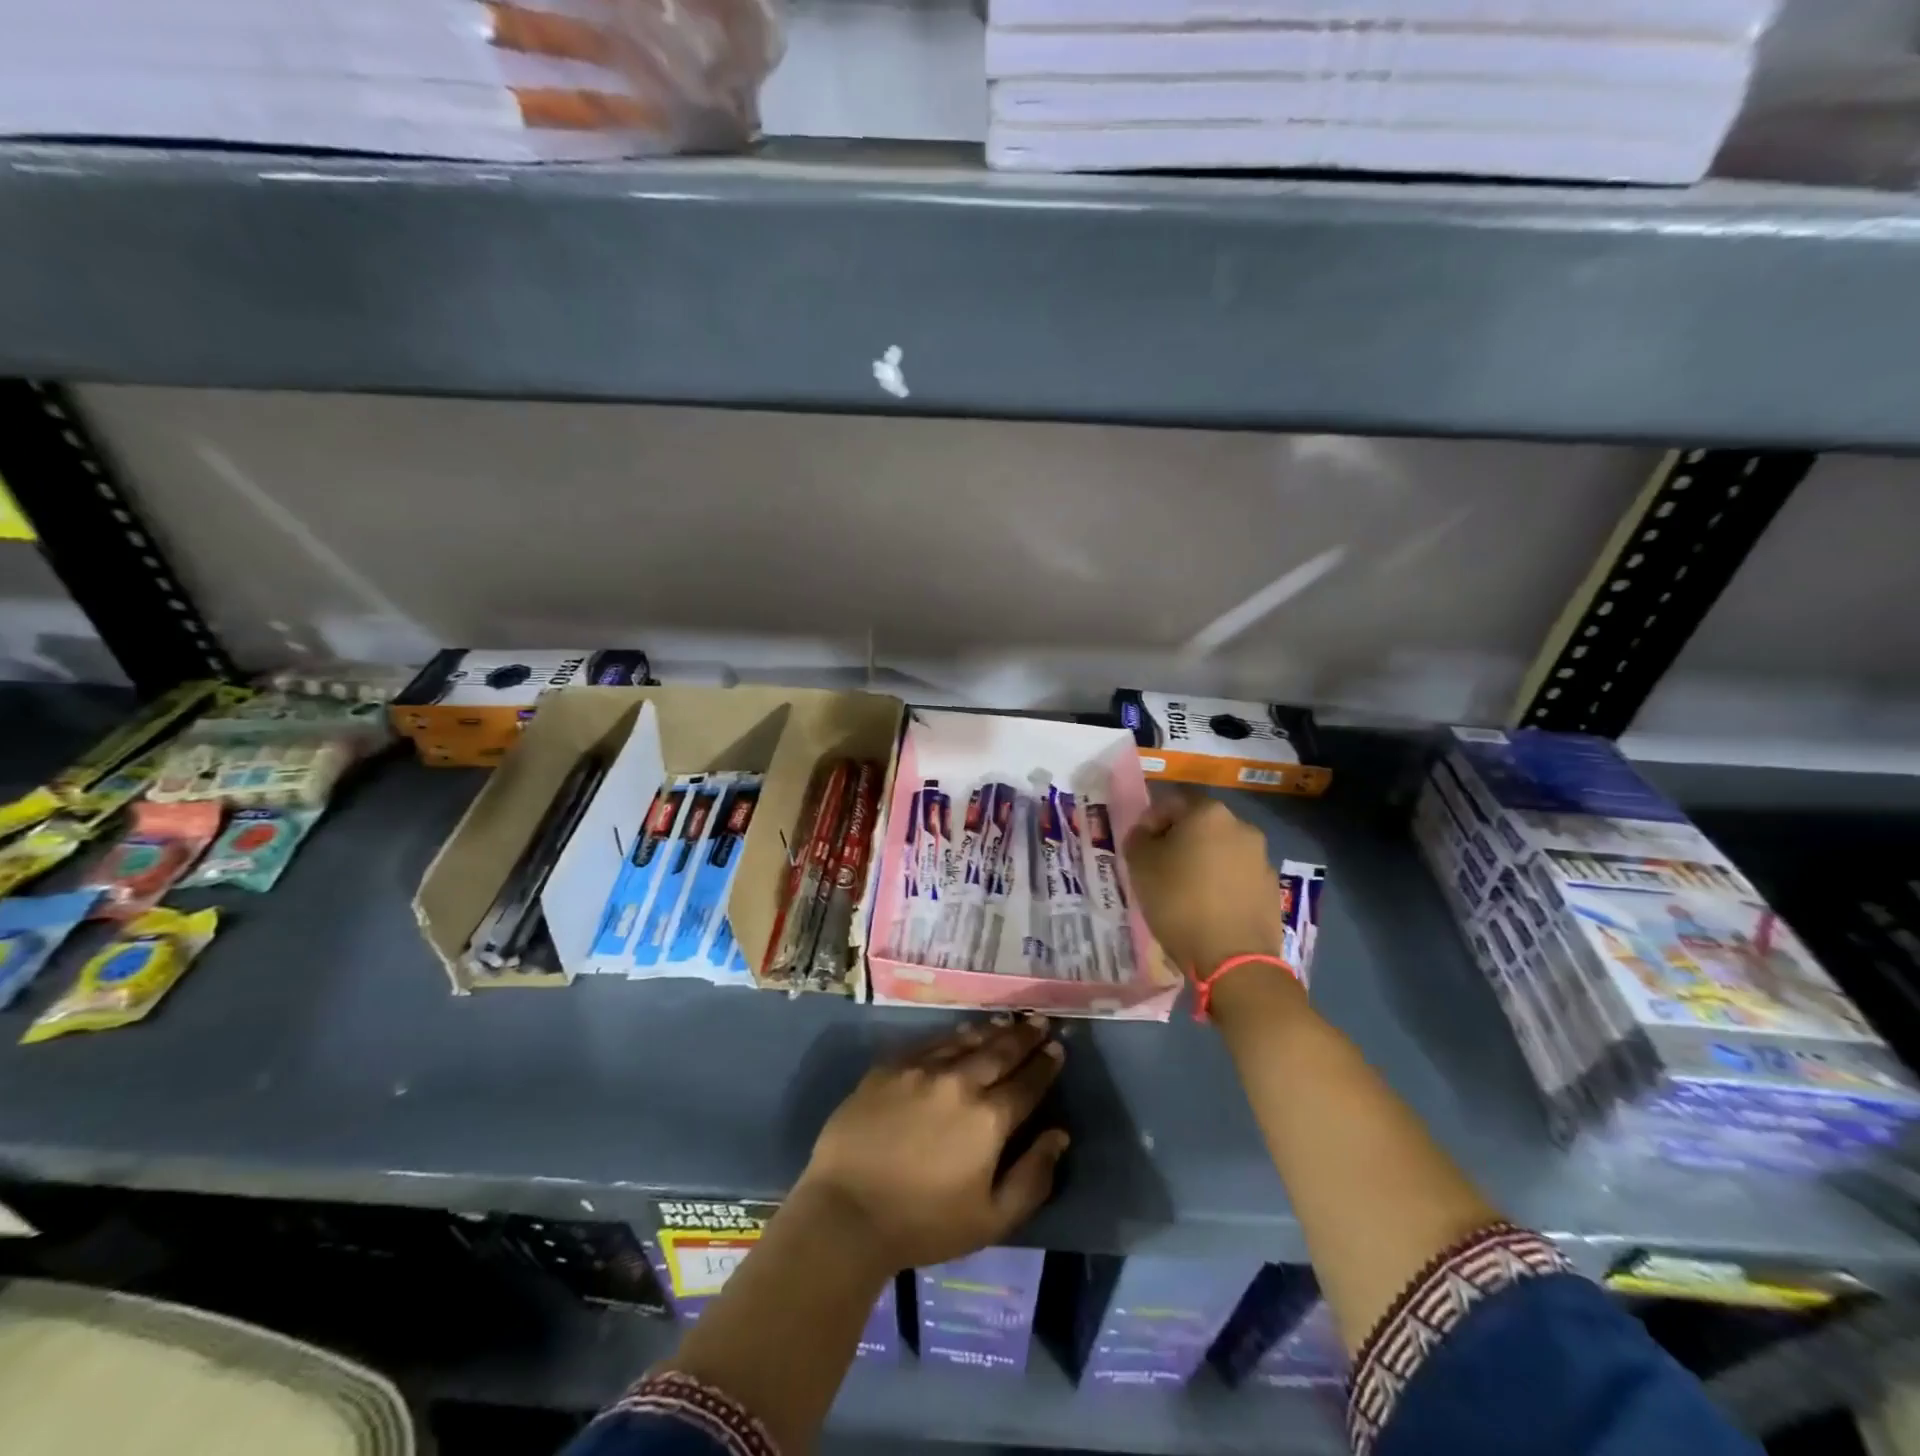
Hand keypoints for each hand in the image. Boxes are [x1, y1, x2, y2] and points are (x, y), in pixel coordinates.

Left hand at [794, 1017, 1068, 1270]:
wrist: (847, 1212)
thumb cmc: (923, 1224)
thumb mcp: (992, 1219)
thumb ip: (1033, 1177)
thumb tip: (1059, 1135)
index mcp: (989, 1119)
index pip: (1027, 1083)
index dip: (1045, 1065)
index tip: (1057, 1047)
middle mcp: (960, 1082)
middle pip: (1000, 1052)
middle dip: (1025, 1036)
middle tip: (1040, 1021)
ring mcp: (922, 1069)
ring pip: (966, 1040)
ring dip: (992, 1030)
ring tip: (1008, 1021)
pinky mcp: (890, 1066)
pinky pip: (930, 1042)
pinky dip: (953, 1034)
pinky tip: (961, 1031)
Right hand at [1124, 791, 1286, 975]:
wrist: (1233, 959)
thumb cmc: (1179, 902)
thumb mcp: (1140, 866)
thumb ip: (1139, 838)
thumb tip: (1147, 833)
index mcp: (1208, 813)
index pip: (1172, 802)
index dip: (1151, 821)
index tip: (1140, 847)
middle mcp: (1241, 827)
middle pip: (1200, 825)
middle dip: (1179, 841)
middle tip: (1160, 867)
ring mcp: (1262, 858)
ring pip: (1221, 851)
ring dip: (1202, 862)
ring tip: (1184, 891)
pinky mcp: (1272, 888)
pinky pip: (1238, 877)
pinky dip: (1221, 884)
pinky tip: (1208, 908)